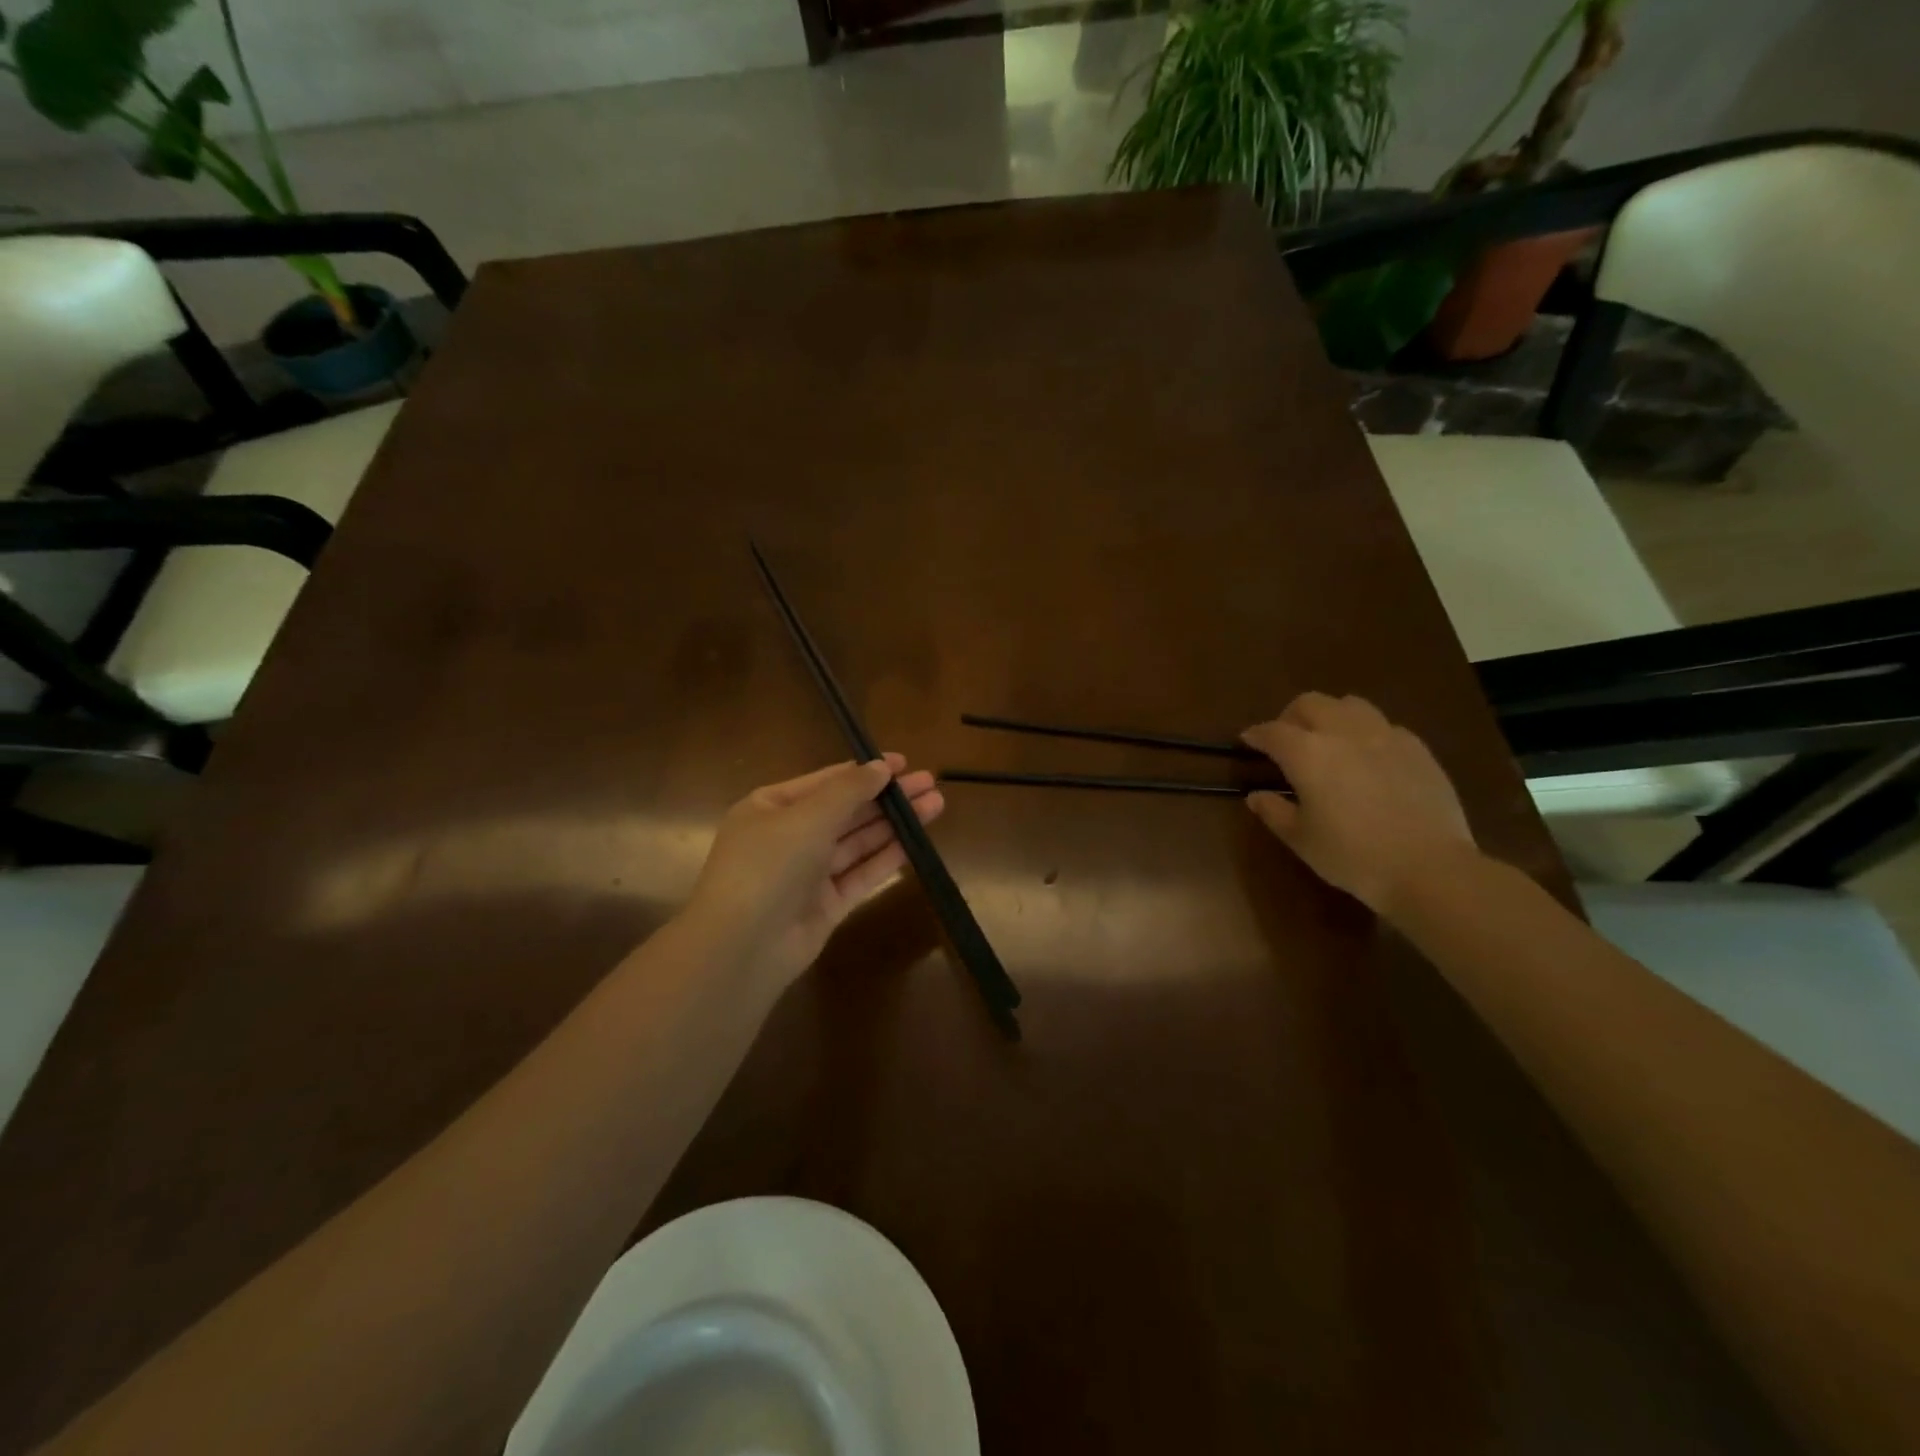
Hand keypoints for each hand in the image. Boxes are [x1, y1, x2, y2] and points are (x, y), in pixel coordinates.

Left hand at [683, 755, 943, 987]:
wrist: (742, 946)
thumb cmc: (769, 865)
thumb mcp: (808, 816)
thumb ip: (849, 790)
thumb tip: (881, 766)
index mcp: (771, 807)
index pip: (826, 782)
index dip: (865, 771)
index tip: (903, 762)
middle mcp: (789, 836)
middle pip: (846, 810)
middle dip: (887, 797)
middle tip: (929, 782)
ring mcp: (808, 873)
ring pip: (858, 841)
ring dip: (894, 824)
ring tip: (936, 805)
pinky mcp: (826, 904)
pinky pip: (860, 874)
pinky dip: (886, 857)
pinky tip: (916, 843)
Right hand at [1241, 692, 1478, 916]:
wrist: (1429, 868)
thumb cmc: (1352, 856)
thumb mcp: (1301, 839)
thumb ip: (1274, 811)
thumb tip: (1256, 795)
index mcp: (1307, 752)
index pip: (1272, 731)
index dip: (1256, 734)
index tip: (1247, 741)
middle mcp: (1343, 732)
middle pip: (1310, 703)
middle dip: (1291, 716)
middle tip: (1287, 740)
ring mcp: (1385, 735)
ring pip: (1350, 704)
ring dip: (1331, 715)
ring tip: (1329, 741)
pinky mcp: (1417, 748)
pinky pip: (1384, 726)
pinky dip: (1366, 733)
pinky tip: (1369, 759)